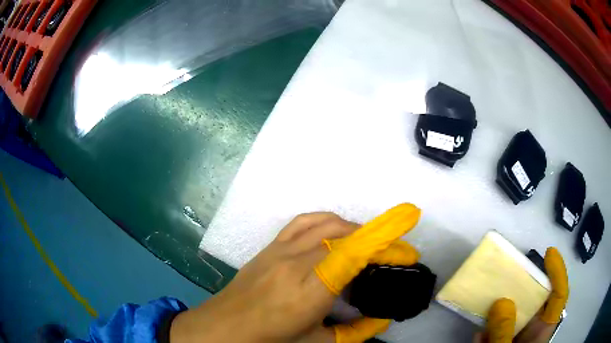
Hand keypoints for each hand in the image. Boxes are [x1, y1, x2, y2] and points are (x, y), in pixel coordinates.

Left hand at [170, 204, 421, 342]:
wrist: (221, 328)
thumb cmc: (267, 341)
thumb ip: (354, 332)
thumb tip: (381, 320)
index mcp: (308, 290)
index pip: (353, 254)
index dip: (385, 245)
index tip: (409, 251)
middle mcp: (295, 262)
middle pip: (344, 236)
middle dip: (377, 241)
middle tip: (393, 255)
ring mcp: (279, 250)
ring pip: (326, 223)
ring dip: (354, 229)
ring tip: (369, 244)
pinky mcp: (269, 246)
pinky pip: (303, 222)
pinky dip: (327, 221)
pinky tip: (335, 233)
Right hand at [474, 248, 568, 342]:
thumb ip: (504, 333)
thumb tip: (501, 301)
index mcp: (542, 330)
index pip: (558, 297)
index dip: (558, 273)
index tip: (548, 253)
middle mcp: (533, 329)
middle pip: (533, 302)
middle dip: (522, 289)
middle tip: (508, 276)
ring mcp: (517, 336)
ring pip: (512, 316)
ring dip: (499, 313)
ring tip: (486, 308)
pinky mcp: (502, 341)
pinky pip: (496, 332)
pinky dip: (487, 333)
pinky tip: (478, 339)